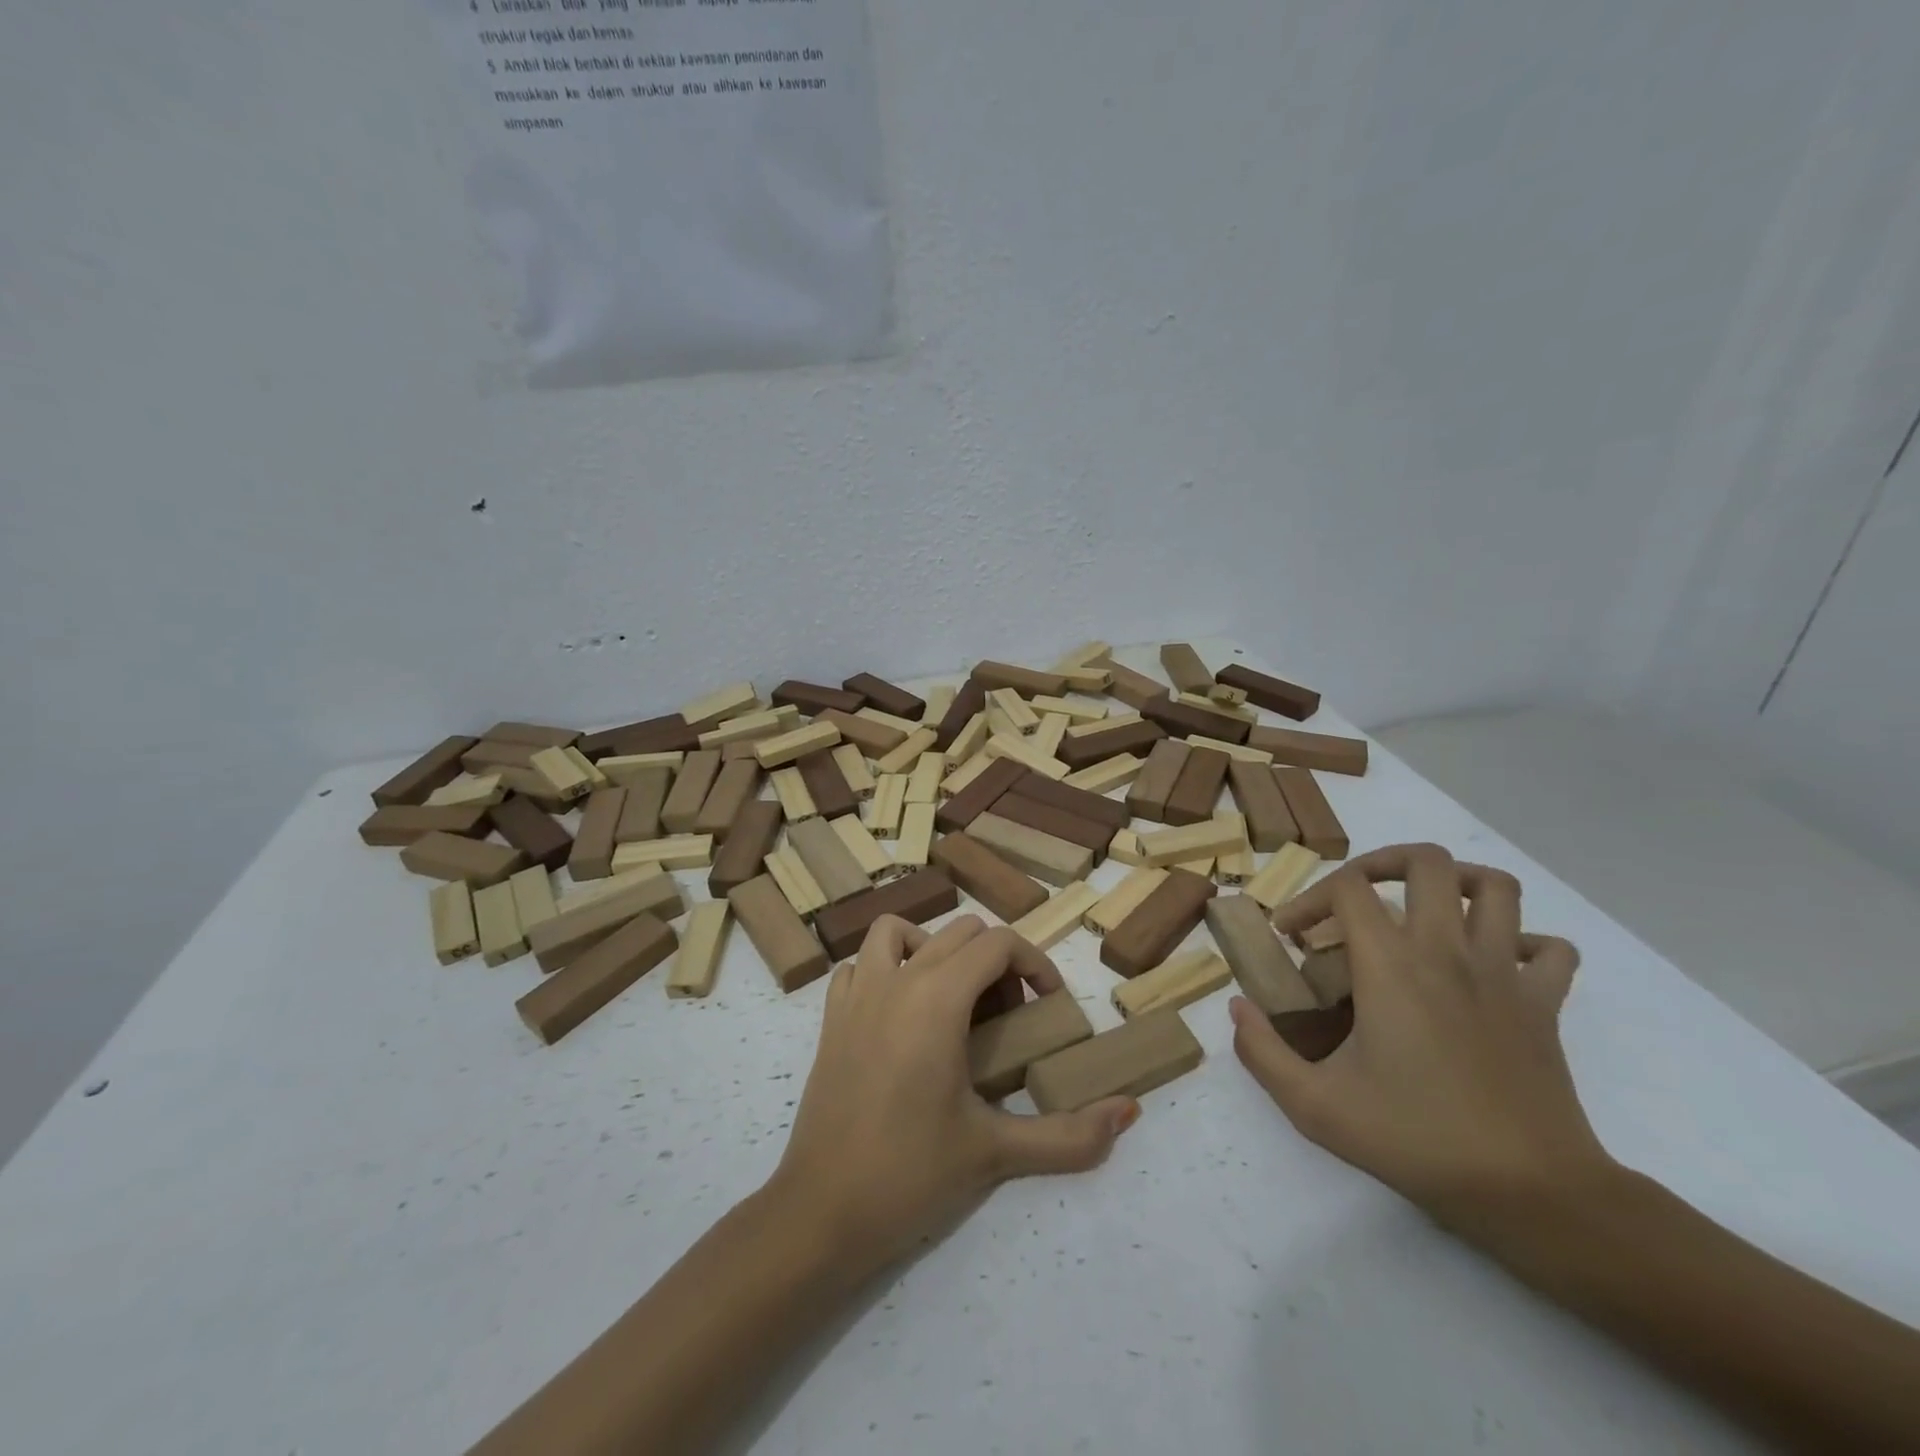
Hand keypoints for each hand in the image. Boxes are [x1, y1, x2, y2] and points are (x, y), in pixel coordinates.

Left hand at [769, 915, 1138, 1273]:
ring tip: (953, 999)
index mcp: (937, 997)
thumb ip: (1070, 1136)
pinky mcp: (830, 1018)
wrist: (821, 1214)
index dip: (1034, 963)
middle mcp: (896, 980)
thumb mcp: (996, 1153)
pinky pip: (859, 965)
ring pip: (898, 932)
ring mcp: (856, 994)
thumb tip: (1129, 1111)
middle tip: (1010, 1017)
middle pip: (959, 932)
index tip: (1050, 1004)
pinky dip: (884, 968)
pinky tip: (899, 1014)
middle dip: (995, 961)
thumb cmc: (911, 1175)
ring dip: (934, 948)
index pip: (998, 943)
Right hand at [1229, 843, 1612, 1223]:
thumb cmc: (1417, 1141)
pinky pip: (1550, 949)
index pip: (1347, 886)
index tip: (1292, 936)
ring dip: (1456, 883)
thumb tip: (1237, 1008)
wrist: (1532, 1194)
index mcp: (1391, 967)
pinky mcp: (1546, 1005)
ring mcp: (1505, 974)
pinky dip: (1524, 942)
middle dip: (1382, 863)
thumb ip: (1262, 1052)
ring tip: (1424, 907)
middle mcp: (1448, 952)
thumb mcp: (1315, 1107)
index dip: (1309, 898)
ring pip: (1495, 887)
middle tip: (1356, 901)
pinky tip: (1493, 964)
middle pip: (1425, 860)